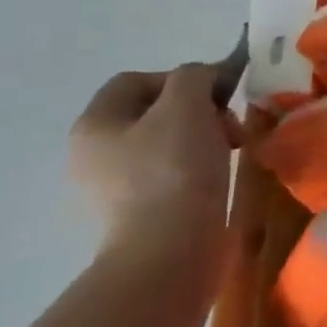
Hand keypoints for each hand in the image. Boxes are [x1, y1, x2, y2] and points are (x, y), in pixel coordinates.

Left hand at [69, 64, 239, 265]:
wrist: (170, 250)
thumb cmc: (175, 170)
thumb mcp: (188, 105)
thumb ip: (195, 76)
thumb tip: (205, 79)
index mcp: (94, 124)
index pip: (136, 80)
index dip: (181, 78)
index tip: (218, 95)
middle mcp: (94, 152)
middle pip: (154, 111)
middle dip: (199, 110)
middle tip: (229, 126)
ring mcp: (114, 186)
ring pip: (168, 142)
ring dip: (205, 137)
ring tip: (232, 151)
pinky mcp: (139, 211)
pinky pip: (172, 173)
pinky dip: (198, 167)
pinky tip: (218, 176)